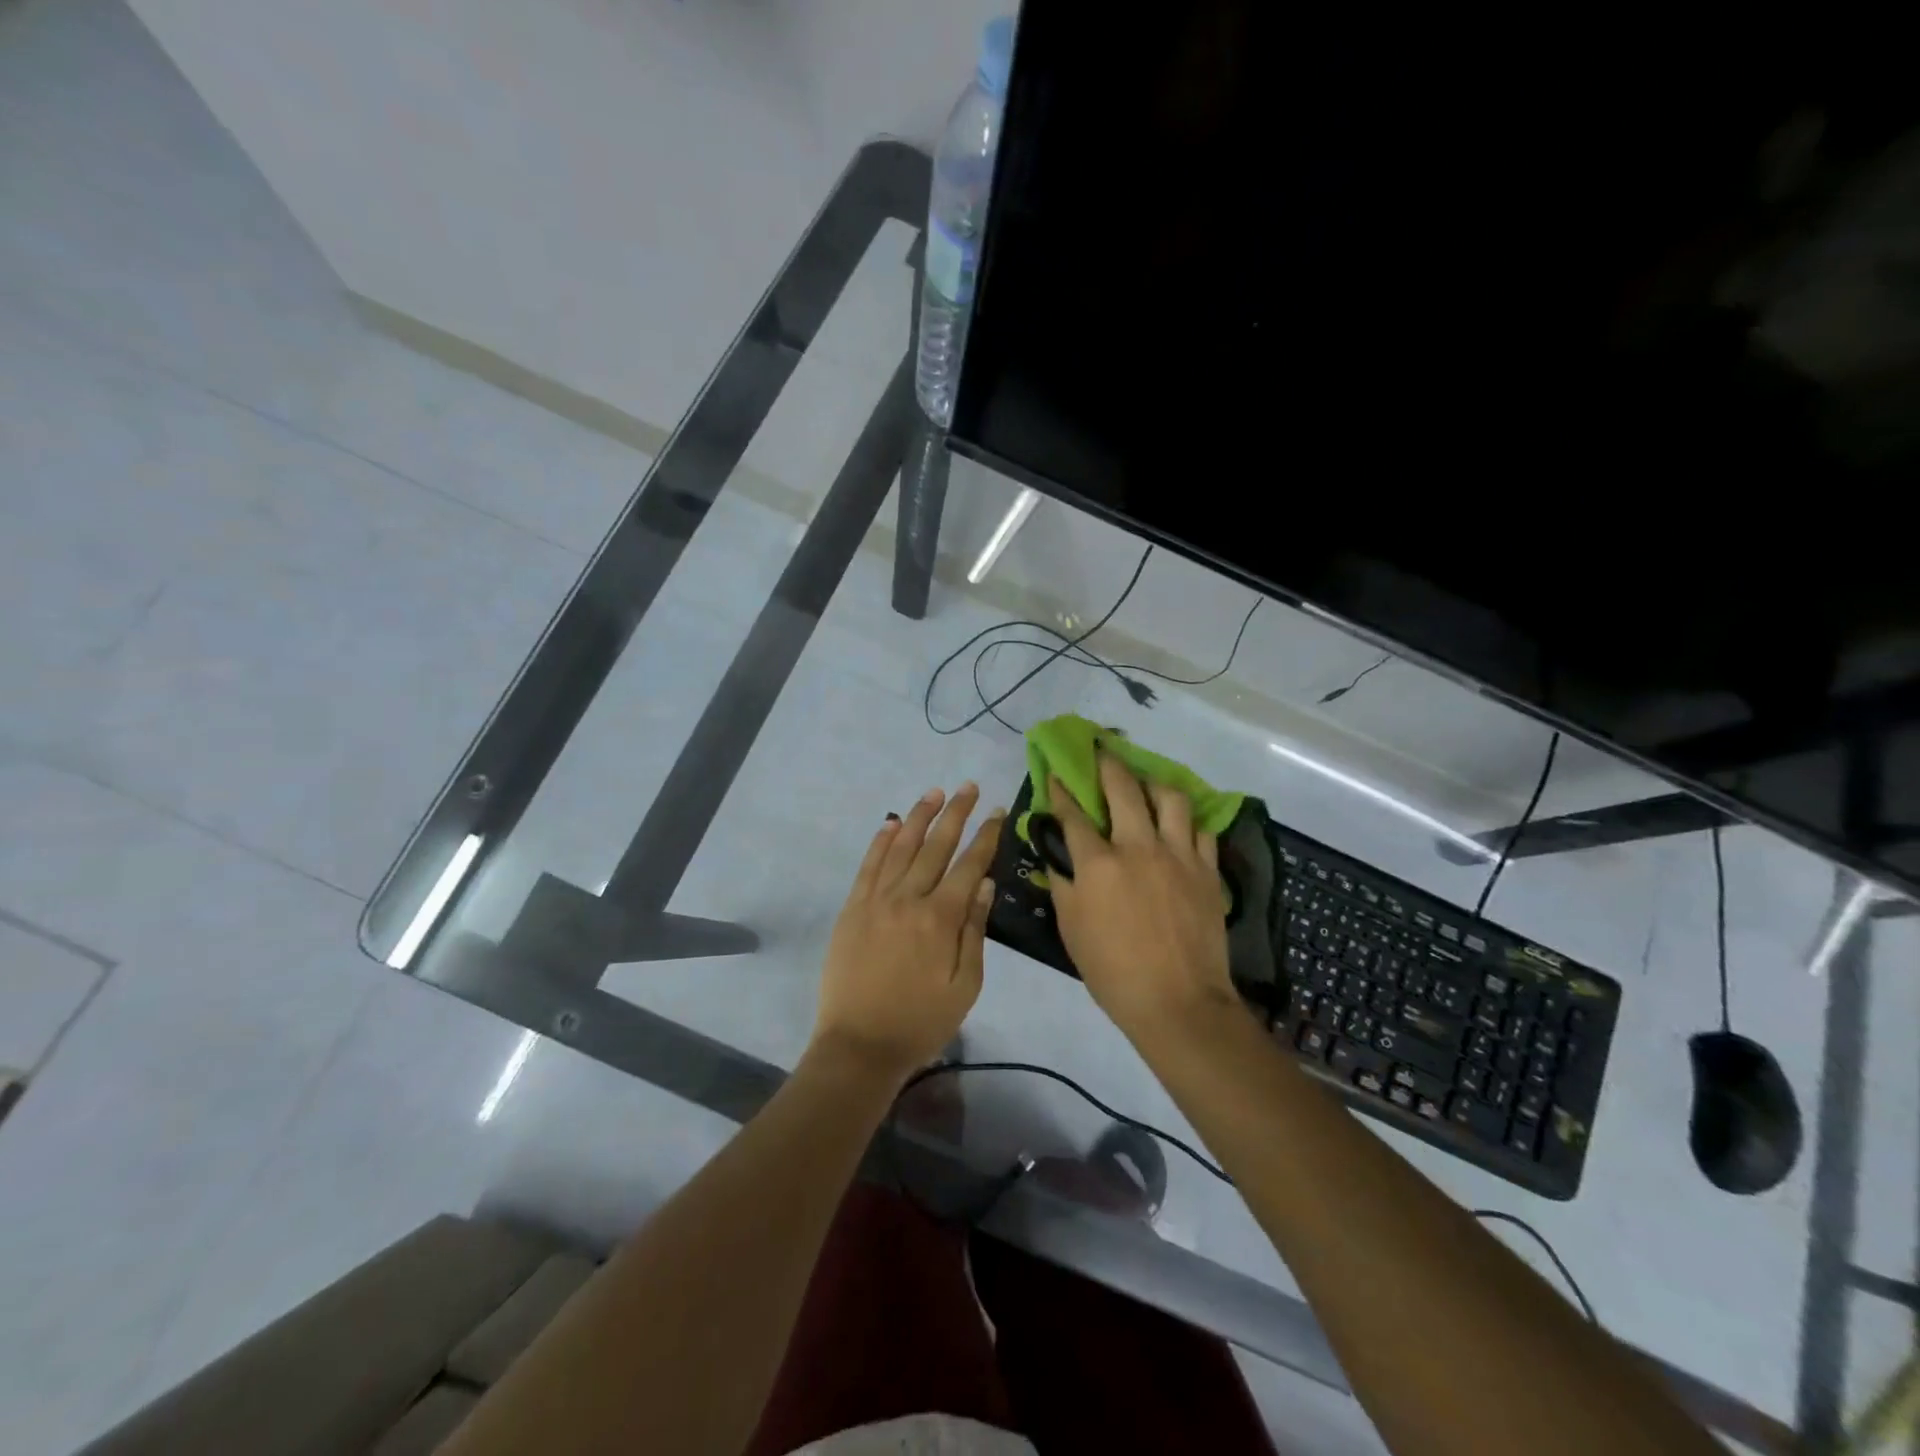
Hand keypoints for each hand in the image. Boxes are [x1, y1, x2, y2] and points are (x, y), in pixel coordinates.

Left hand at [811, 784, 1003, 1083]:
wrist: (859, 1045)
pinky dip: (880, 841)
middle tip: (969, 786)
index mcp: (941, 918)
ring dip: (919, 816)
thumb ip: (974, 931)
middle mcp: (909, 898)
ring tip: (935, 792)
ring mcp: (876, 900)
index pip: (969, 865)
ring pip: (901, 847)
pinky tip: (891, 823)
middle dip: (956, 813)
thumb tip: (985, 884)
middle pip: (936, 845)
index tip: (998, 811)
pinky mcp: (852, 908)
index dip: (986, 836)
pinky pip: (868, 866)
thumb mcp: (964, 986)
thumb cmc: (921, 1021)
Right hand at [1047, 753, 1235, 1041]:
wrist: (1179, 1003)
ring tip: (1147, 782)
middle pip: (1123, 788)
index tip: (1055, 774)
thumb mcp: (1071, 929)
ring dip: (1153, 782)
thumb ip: (1064, 883)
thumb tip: (1058, 854)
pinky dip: (1186, 820)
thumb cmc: (1114, 972)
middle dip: (1108, 763)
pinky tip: (1179, 822)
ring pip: (1170, 797)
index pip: (1073, 814)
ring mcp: (1178, 854)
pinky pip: (1199, 829)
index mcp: (1098, 863)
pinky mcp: (1207, 869)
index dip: (1061, 791)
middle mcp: (1138, 846)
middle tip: (1102, 749)